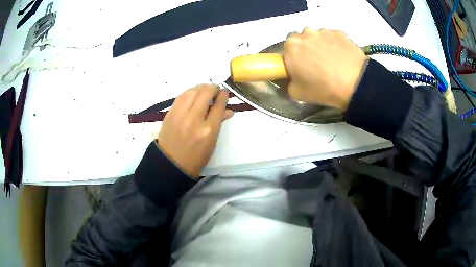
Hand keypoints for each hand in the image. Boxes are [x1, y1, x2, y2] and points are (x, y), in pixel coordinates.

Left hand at [157, 84, 233, 177]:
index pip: (219, 105)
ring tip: (205, 90)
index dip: (223, 95)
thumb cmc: (196, 157)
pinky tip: (193, 94)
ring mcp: (180, 114)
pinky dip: (189, 92)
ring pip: (192, 91)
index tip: (224, 93)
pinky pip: (181, 96)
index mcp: (208, 130)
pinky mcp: (170, 113)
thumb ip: (219, 123)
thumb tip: (228, 110)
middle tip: (216, 90)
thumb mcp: (212, 142)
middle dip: (213, 88)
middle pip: (205, 93)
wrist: (171, 163)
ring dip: (201, 88)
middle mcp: (194, 119)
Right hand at [283, 28, 367, 110]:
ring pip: (318, 36)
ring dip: (321, 45)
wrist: (355, 84)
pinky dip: (335, 44)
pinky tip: (342, 57)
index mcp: (292, 47)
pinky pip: (333, 37)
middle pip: (303, 39)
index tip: (301, 66)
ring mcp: (324, 31)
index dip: (294, 57)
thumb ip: (290, 81)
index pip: (287, 48)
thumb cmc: (323, 89)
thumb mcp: (297, 93)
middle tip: (317, 63)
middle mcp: (306, 34)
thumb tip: (294, 77)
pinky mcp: (340, 33)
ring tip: (333, 61)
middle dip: (307, 48)